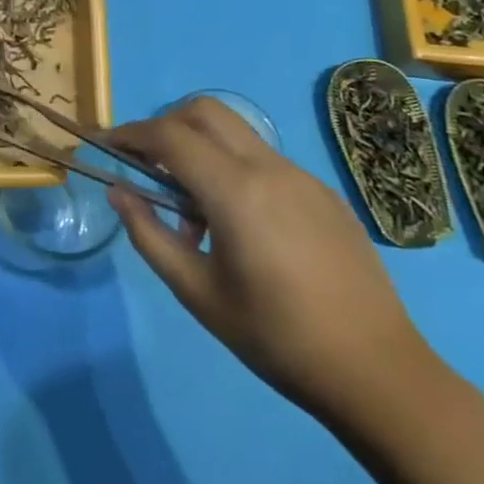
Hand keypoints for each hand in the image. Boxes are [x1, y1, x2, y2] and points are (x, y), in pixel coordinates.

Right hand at [109, 96, 437, 425]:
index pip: (169, 136)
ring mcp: (302, 177)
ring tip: (195, 213)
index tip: (106, 145)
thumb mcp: (197, 293)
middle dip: (166, 126)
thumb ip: (149, 235)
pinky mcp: (324, 194)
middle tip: (148, 167)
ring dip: (202, 150)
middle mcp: (269, 168)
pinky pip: (266, 161)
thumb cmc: (276, 338)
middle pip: (205, 112)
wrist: (377, 372)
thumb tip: (118, 191)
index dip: (130, 134)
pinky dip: (235, 170)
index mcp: (235, 191)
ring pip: (237, 134)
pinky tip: (242, 227)